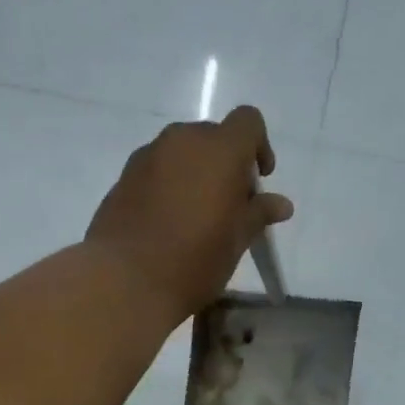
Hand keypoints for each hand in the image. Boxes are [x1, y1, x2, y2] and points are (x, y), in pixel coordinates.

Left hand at [85, 106, 294, 323]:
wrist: (126, 282)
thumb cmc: (194, 261)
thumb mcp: (236, 242)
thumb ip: (258, 214)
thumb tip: (281, 204)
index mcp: (219, 149)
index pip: (248, 122)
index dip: (259, 146)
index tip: (258, 181)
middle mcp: (182, 140)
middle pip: (212, 137)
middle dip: (225, 164)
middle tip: (228, 207)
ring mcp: (147, 156)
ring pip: (181, 154)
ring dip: (194, 174)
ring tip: (195, 218)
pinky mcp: (123, 178)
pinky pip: (156, 172)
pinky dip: (167, 187)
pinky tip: (166, 225)